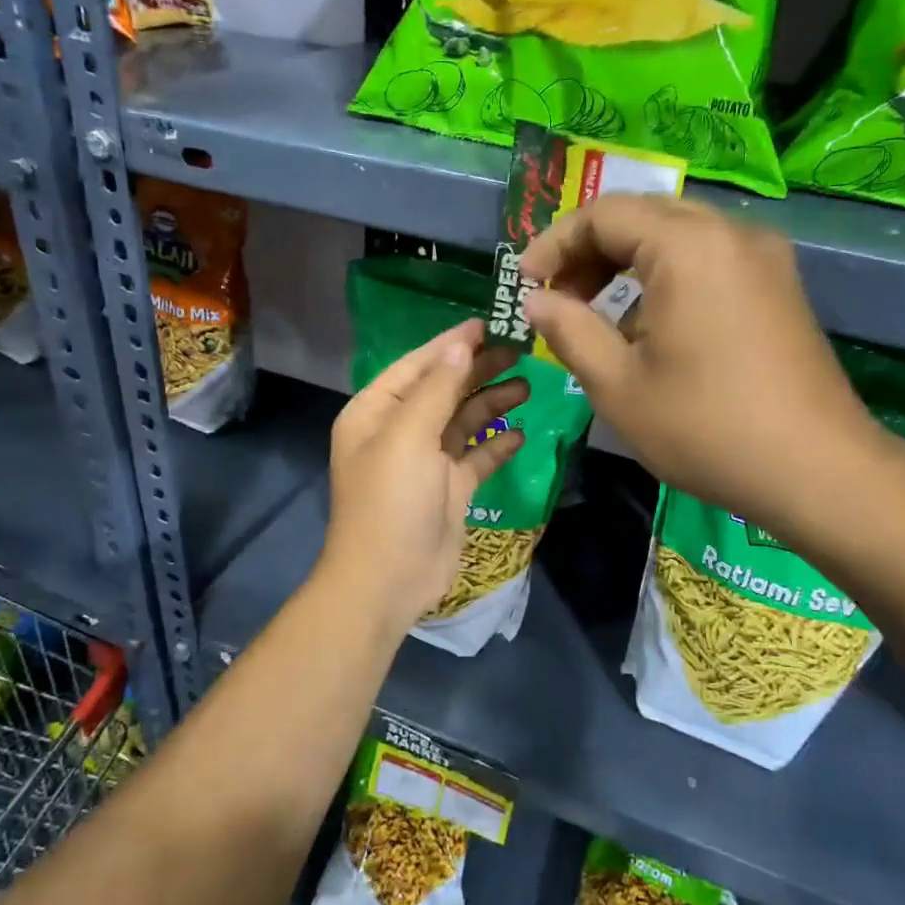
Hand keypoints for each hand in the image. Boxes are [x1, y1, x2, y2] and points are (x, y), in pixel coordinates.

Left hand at [320, 319, 526, 631]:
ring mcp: (426, 462)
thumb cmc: (391, 500)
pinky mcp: (450, 490)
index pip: (417, 365)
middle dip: (478, 370)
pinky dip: (496, 444)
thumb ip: (437, 388)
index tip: (489, 324)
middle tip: (521, 352)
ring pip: (463, 421)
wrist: (389, 580)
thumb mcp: (408, 436)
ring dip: (492, 403)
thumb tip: (460, 344)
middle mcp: (399, 431)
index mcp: (376, 412)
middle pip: (444, 389)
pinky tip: (520, 434)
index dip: (451, 344)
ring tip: (528, 386)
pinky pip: (477, 457)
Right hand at [520, 195, 881, 522]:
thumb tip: (536, 300)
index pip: (603, 214)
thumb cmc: (706, 428)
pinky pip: (709, 258)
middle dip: (589, 250)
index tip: (524, 284)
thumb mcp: (618, 385)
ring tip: (595, 313)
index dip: (553, 243)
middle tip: (557, 297)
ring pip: (677, 234)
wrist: (817, 471)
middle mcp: (731, 232)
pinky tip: (649, 324)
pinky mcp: (779, 284)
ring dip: (627, 262)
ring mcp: (764, 256)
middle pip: (642, 215)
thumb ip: (568, 330)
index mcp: (688, 246)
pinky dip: (666, 276)